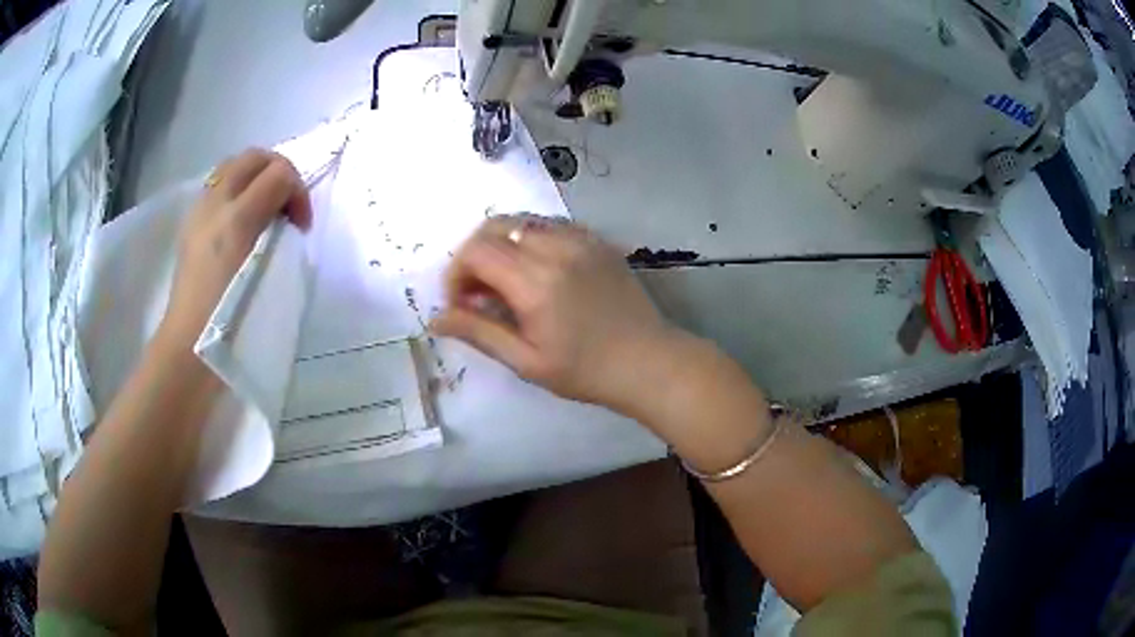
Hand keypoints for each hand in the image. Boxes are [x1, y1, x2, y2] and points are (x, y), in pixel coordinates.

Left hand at [159, 149, 311, 351]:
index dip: (299, 192)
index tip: (301, 226)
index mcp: (236, 216)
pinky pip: (219, 186)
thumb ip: (282, 231)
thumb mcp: (267, 274)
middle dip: (280, 173)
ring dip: (257, 179)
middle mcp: (215, 203)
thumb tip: (288, 214)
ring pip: (234, 167)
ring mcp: (199, 211)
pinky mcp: (191, 224)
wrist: (189, 345)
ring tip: (265, 212)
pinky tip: (241, 222)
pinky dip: (237, 190)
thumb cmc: (232, 318)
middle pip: (255, 157)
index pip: (279, 172)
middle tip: (287, 210)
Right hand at [432, 216, 682, 411]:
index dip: (456, 273)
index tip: (461, 303)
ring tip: (506, 282)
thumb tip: (435, 318)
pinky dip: (530, 240)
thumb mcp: (526, 361)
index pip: (476, 251)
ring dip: (501, 245)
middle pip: (494, 226)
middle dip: (474, 255)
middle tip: (479, 292)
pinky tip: (536, 271)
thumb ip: (478, 332)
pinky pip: (550, 225)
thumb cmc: (586, 371)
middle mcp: (556, 248)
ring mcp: (580, 239)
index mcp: (536, 282)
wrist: (648, 362)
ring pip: (521, 221)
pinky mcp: (596, 240)